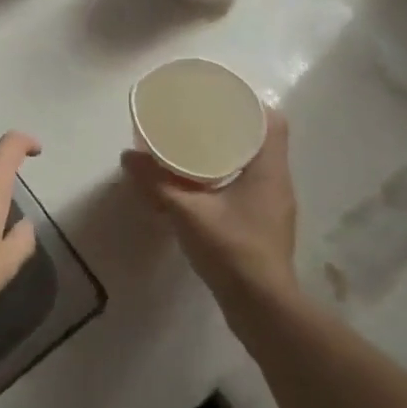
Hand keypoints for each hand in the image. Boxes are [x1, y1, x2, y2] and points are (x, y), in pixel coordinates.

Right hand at [121, 110, 297, 306]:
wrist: (262, 308)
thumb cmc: (232, 250)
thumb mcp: (188, 213)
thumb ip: (157, 183)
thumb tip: (128, 156)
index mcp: (269, 169)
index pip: (273, 121)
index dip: (251, 104)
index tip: (222, 99)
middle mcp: (278, 182)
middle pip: (263, 141)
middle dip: (234, 128)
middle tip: (201, 121)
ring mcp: (275, 207)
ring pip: (256, 166)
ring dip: (231, 155)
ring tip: (197, 149)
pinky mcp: (266, 227)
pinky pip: (250, 189)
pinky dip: (230, 180)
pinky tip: (204, 188)